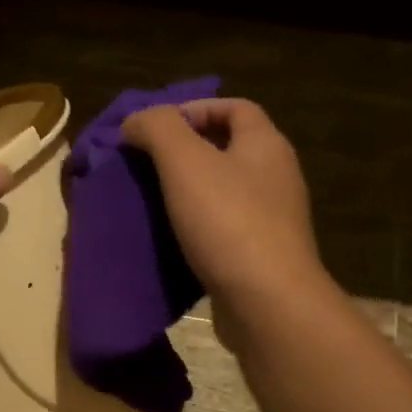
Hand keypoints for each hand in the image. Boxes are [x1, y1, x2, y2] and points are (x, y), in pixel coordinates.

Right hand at [122, 98, 326, 322]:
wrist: (266, 303)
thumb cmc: (228, 223)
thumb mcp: (185, 163)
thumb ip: (158, 129)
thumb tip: (136, 120)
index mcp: (266, 145)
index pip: (235, 108)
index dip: (194, 109)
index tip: (153, 129)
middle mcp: (275, 178)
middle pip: (228, 151)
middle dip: (185, 154)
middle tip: (144, 168)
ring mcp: (271, 222)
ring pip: (224, 195)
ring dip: (188, 195)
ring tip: (149, 205)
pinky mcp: (260, 259)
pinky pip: (223, 233)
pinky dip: (195, 232)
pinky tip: (169, 243)